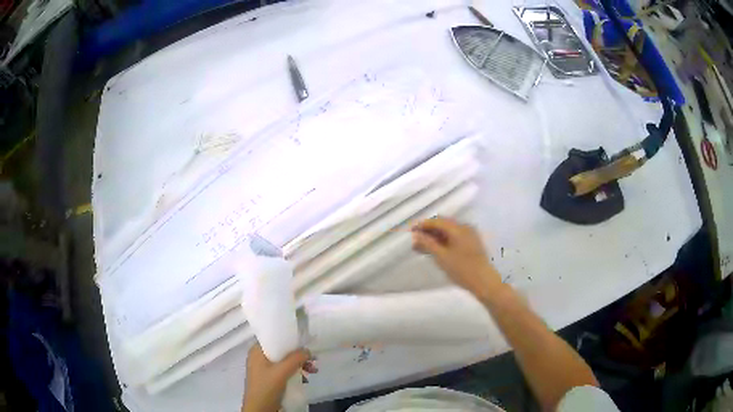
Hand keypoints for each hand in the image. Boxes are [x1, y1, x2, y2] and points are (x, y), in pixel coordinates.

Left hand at [242, 343, 315, 411]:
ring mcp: (264, 368)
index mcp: (257, 350)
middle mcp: (260, 356)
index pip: (273, 337)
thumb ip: (295, 359)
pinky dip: (295, 371)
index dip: (289, 338)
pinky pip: (284, 370)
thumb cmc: (266, 387)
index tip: (304, 340)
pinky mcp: (270, 378)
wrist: (260, 409)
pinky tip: (305, 377)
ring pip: (284, 361)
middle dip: (298, 354)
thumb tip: (308, 350)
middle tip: (313, 359)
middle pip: (281, 350)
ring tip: (313, 369)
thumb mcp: (281, 372)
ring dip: (299, 364)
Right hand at [412, 217, 500, 298]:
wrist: (484, 281)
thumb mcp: (442, 257)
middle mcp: (465, 228)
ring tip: (422, 247)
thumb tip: (416, 235)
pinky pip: (455, 237)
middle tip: (415, 241)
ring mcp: (470, 235)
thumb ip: (428, 244)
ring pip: (449, 232)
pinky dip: (444, 241)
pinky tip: (436, 250)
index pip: (437, 221)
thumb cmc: (462, 269)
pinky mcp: (472, 243)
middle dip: (428, 231)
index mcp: (458, 228)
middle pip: (443, 225)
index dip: (423, 225)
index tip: (411, 231)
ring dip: (435, 237)